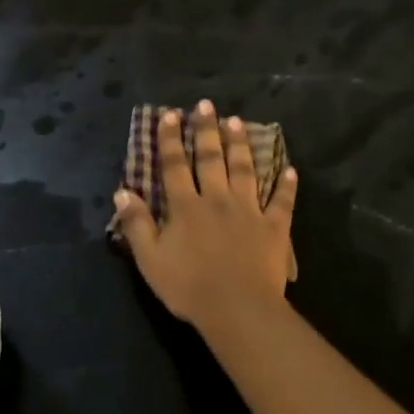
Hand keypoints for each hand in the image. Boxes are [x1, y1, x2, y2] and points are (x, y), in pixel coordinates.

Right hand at [112, 100, 297, 332]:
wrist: (237, 309)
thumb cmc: (188, 287)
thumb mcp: (150, 259)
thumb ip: (137, 223)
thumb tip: (123, 191)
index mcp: (186, 207)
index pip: (175, 165)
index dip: (170, 139)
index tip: (170, 114)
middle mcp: (217, 199)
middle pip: (211, 158)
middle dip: (206, 130)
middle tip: (206, 104)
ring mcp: (249, 211)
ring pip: (245, 170)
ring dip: (240, 145)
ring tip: (237, 122)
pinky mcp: (274, 228)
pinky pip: (282, 202)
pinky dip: (286, 186)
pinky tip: (290, 170)